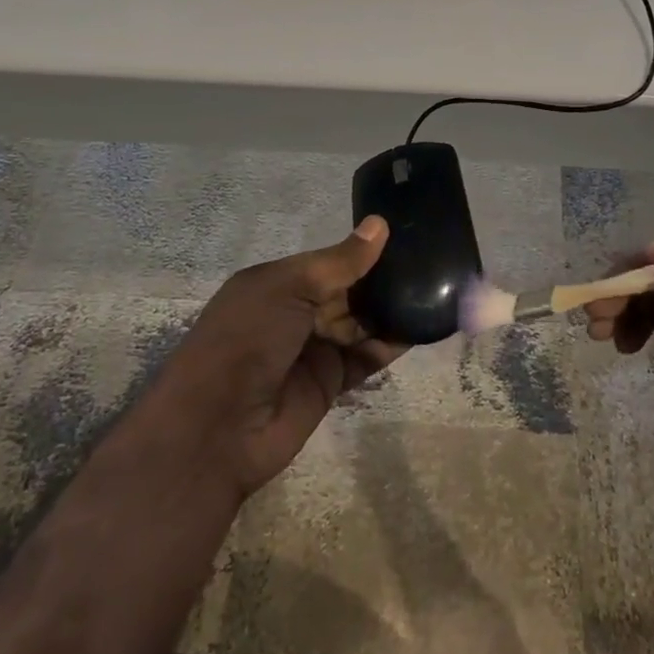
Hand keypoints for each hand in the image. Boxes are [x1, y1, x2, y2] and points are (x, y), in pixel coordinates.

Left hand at [148, 215, 403, 498]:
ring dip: (392, 309)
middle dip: (382, 279)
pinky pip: (367, 357)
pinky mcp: (330, 382)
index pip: (329, 261)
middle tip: (431, 261)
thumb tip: (379, 225)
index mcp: (277, 283)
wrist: (217, 429)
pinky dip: (392, 343)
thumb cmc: (246, 339)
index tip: (404, 236)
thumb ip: (339, 262)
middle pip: (348, 290)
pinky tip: (423, 326)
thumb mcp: (288, 288)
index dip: (362, 251)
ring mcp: (313, 349)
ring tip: (437, 288)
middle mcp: (296, 313)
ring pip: (361, 322)